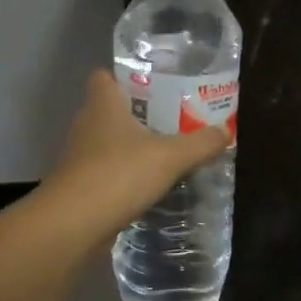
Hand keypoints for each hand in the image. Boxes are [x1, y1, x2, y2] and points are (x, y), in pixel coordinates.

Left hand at [43, 70, 232, 244]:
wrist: (73, 224)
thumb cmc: (118, 175)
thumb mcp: (170, 157)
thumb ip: (200, 143)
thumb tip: (226, 130)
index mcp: (103, 105)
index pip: (104, 76)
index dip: (126, 76)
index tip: (155, 84)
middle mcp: (87, 124)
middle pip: (110, 109)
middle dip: (139, 112)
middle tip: (173, 117)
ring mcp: (80, 156)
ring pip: (108, 141)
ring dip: (132, 146)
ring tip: (166, 151)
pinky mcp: (80, 185)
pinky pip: (106, 170)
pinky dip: (125, 174)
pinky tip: (149, 184)